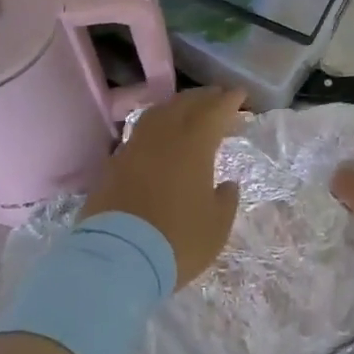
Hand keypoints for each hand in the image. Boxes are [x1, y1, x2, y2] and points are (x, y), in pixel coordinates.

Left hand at [85, 87, 244, 286]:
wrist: (117, 259)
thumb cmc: (177, 241)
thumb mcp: (216, 227)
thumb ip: (225, 200)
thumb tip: (226, 184)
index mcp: (193, 145)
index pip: (214, 111)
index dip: (229, 101)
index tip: (240, 94)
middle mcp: (163, 137)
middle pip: (184, 105)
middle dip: (204, 98)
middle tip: (218, 97)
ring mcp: (134, 149)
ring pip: (158, 114)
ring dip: (177, 107)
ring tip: (188, 110)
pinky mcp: (113, 165)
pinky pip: (139, 133)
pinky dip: (155, 127)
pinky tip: (158, 138)